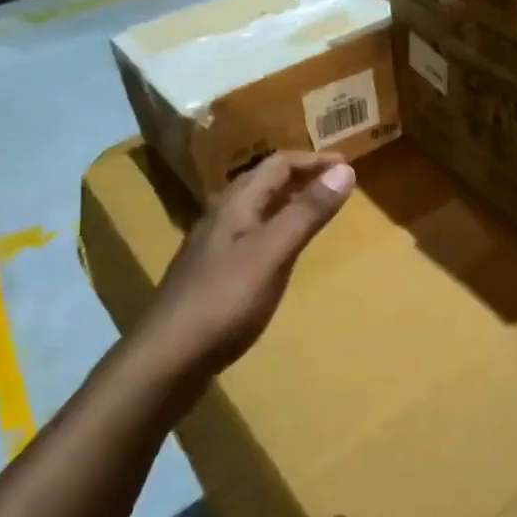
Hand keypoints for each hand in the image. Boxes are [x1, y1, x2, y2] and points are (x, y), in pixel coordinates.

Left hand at [141, 151, 356, 383]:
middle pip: (264, 182)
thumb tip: (344, 169)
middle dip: (301, 175)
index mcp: (236, 204)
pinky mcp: (214, 272)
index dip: (313, 160)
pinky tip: (284, 248)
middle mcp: (222, 216)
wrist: (169, 356)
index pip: (278, 164)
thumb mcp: (273, 252)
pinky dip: (277, 226)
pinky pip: (252, 233)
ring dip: (288, 199)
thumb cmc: (225, 299)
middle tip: (336, 182)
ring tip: (317, 208)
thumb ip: (307, 211)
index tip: (348, 164)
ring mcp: (214, 245)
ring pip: (257, 208)